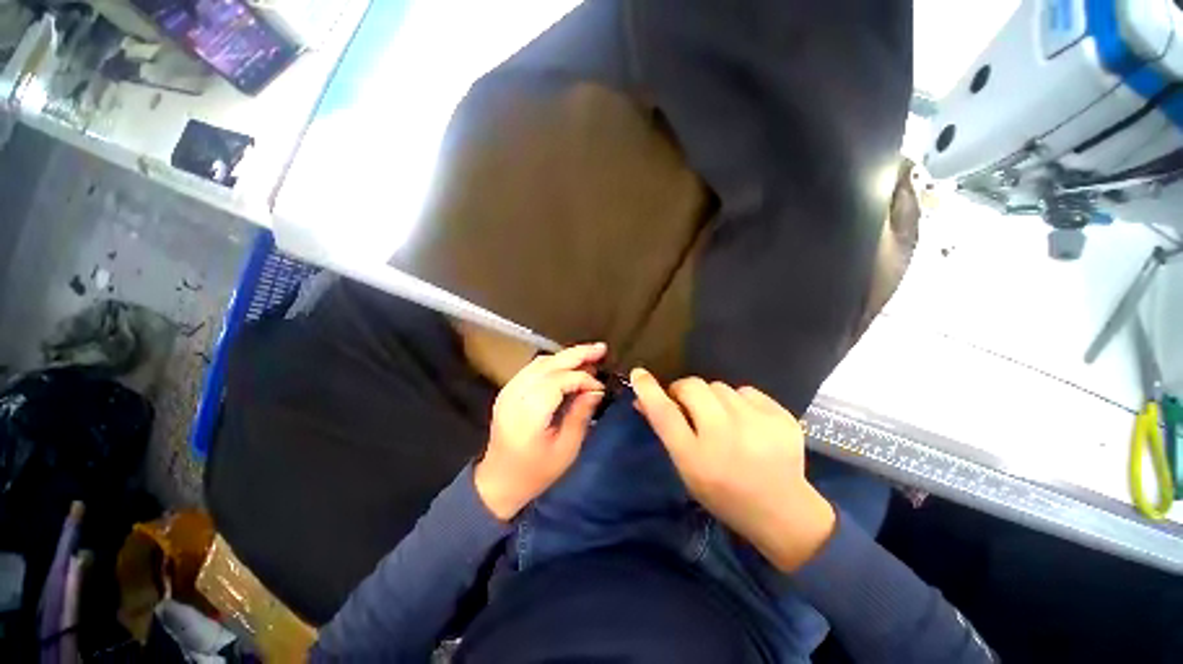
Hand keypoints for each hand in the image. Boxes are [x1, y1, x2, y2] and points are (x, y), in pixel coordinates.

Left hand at [474, 343, 606, 519]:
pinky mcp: (508, 391)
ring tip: (589, 355)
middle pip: (548, 364)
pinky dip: (554, 363)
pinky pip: (533, 368)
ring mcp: (508, 391)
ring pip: (540, 362)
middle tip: (601, 349)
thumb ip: (580, 414)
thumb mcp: (566, 449)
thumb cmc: (535, 472)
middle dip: (577, 354)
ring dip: (566, 356)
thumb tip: (596, 390)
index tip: (600, 387)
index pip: (559, 380)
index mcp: (529, 412)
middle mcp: (515, 395)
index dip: (583, 378)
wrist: (498, 482)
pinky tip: (569, 365)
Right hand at [631, 369, 835, 571]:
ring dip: (713, 398)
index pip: (665, 414)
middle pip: (693, 387)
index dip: (649, 390)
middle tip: (690, 406)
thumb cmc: (724, 493)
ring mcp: (758, 424)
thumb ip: (667, 431)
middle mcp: (726, 437)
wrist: (783, 512)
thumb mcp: (687, 468)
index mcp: (697, 458)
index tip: (639, 373)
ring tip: (724, 420)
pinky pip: (745, 390)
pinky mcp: (781, 416)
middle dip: (685, 391)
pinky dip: (740, 401)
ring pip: (719, 386)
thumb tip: (643, 399)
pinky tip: (748, 423)